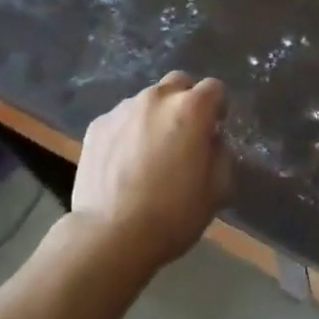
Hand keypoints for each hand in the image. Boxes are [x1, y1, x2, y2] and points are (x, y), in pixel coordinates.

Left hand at [71, 72, 232, 273]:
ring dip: (155, 117)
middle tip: (184, 134)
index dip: (218, 107)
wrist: (110, 235)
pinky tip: (124, 163)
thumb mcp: (217, 191)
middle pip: (178, 83)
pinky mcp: (97, 125)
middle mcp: (157, 98)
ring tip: (149, 152)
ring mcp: (123, 108)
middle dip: (186, 101)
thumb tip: (212, 140)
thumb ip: (221, 154)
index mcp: (191, 109)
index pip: (214, 88)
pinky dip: (128, 132)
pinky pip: (121, 119)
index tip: (214, 129)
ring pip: (147, 101)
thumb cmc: (172, 215)